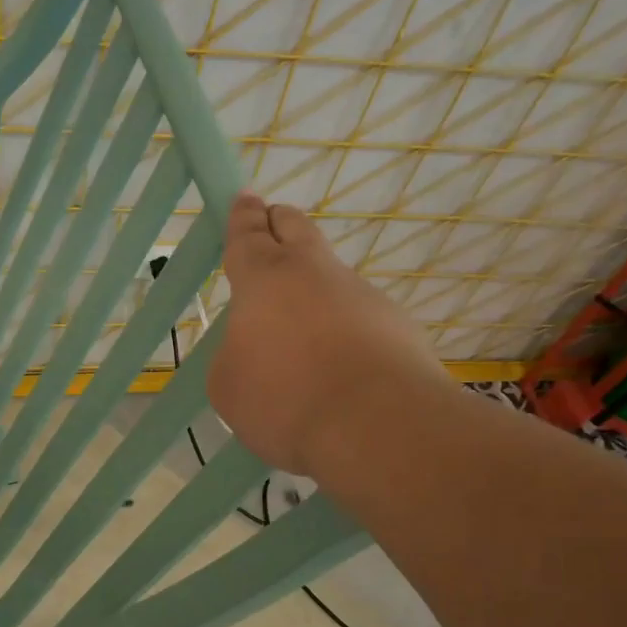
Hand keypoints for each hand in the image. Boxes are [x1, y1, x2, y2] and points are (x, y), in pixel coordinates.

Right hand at [208, 191, 447, 474]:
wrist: (376, 426)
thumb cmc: (284, 400)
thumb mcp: (228, 386)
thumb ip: (234, 356)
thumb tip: (257, 349)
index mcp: (265, 279)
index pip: (249, 236)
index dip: (243, 218)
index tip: (244, 200)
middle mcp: (316, 274)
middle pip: (298, 230)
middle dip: (280, 222)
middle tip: (272, 221)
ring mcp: (363, 296)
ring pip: (332, 279)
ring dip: (315, 291)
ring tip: (303, 335)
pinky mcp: (398, 327)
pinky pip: (359, 320)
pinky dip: (344, 333)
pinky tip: (338, 370)